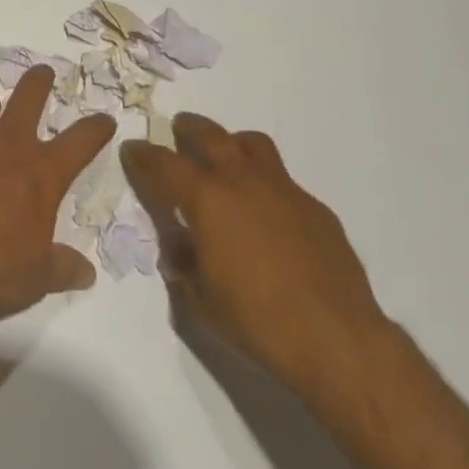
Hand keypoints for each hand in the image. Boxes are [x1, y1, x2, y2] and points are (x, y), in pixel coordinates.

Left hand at [0, 66, 115, 327]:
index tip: (104, 120)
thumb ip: (63, 266)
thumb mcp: (38, 278)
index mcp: (42, 173)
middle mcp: (9, 143)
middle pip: (31, 92)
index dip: (96, 127)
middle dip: (40, 79)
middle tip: (42, 75)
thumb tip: (86, 273)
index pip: (82, 139)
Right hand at [121, 114, 386, 396]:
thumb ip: (184, 268)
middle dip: (188, 129)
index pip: (165, 164)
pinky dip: (267, 185)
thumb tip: (177, 250)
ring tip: (226, 155)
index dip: (144, 155)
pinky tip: (269, 213)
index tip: (132, 149)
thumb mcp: (203, 304)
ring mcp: (283, 188)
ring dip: (232, 143)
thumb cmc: (258, 322)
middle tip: (178, 129)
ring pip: (251, 143)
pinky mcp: (314, 206)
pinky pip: (283, 181)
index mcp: (208, 198)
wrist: (337, 339)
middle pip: (209, 135)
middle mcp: (242, 179)